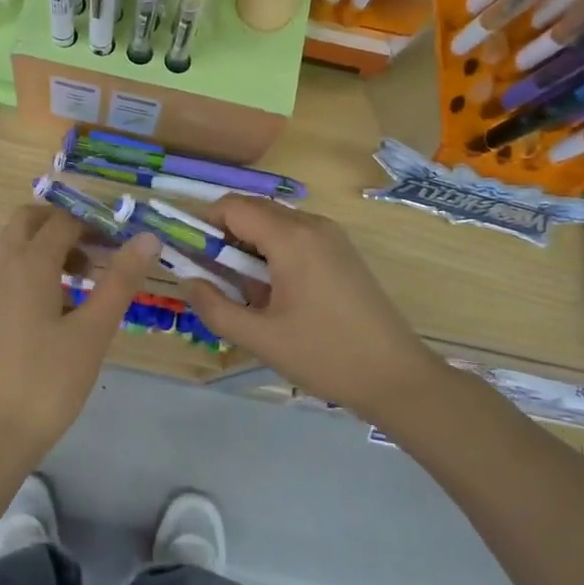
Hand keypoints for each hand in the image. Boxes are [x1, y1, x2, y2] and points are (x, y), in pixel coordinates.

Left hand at [0, 204, 159, 453]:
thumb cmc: (49, 379)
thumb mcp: (94, 329)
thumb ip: (120, 280)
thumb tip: (147, 238)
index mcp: (29, 263)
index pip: (64, 220)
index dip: (96, 221)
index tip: (126, 236)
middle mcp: (4, 266)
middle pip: (29, 220)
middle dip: (65, 223)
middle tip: (100, 247)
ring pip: (17, 245)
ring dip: (49, 245)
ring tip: (87, 275)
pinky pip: (11, 270)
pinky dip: (35, 267)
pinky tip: (62, 303)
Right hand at [177, 196, 440, 419]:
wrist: (396, 377)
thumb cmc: (325, 356)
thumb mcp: (260, 338)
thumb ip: (214, 307)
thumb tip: (187, 280)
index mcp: (291, 238)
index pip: (232, 207)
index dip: (202, 224)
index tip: (187, 254)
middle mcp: (312, 225)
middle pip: (253, 211)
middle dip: (224, 238)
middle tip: (212, 279)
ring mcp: (332, 237)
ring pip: (274, 225)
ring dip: (249, 248)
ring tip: (245, 294)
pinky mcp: (343, 253)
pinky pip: (295, 238)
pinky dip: (273, 254)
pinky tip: (275, 296)